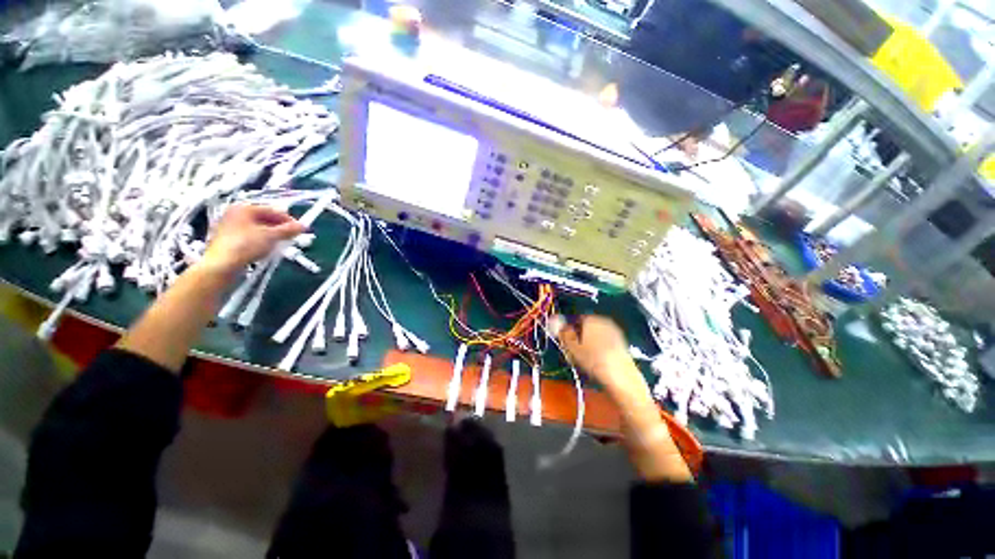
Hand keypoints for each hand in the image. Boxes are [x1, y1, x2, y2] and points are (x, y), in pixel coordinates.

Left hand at [199, 205, 305, 276]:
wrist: (221, 265)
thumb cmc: (245, 245)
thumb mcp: (271, 236)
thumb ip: (288, 230)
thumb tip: (304, 225)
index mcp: (244, 208)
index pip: (272, 210)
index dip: (288, 219)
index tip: (301, 229)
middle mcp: (235, 214)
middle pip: (265, 218)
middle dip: (280, 228)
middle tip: (292, 237)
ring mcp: (230, 227)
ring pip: (258, 228)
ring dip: (272, 235)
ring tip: (282, 244)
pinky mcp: (228, 239)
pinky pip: (251, 236)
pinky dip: (262, 240)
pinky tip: (268, 249)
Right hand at [554, 315, 650, 403]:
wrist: (621, 377)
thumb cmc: (592, 360)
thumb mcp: (571, 346)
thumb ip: (562, 332)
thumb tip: (554, 321)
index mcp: (591, 319)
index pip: (575, 320)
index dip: (568, 331)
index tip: (564, 343)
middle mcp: (604, 321)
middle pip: (586, 328)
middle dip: (578, 338)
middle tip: (572, 353)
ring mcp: (614, 332)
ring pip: (595, 336)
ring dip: (588, 345)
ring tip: (584, 360)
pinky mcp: (621, 344)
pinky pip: (604, 344)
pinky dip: (599, 351)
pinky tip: (596, 363)